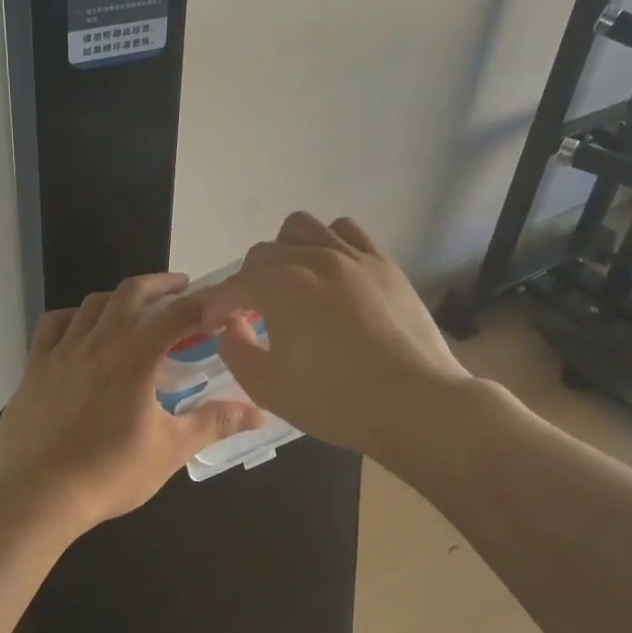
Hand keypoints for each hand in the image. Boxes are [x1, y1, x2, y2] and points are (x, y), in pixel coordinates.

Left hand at [0, 272, 265, 529]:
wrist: (42, 495)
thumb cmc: (112, 471)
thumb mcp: (172, 448)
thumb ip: (215, 423)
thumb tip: (259, 413)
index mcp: (136, 355)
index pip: (178, 313)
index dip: (203, 303)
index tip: (219, 304)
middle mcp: (99, 340)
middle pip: (132, 292)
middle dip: (160, 284)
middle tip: (181, 288)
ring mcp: (62, 350)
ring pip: (93, 303)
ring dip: (119, 298)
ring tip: (134, 308)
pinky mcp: (35, 365)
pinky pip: (53, 325)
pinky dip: (73, 317)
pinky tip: (81, 328)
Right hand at [194, 213, 476, 458]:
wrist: (417, 404)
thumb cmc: (338, 401)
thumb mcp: (270, 388)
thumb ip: (236, 352)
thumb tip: (229, 327)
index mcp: (281, 287)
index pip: (235, 285)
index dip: (217, 306)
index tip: (214, 326)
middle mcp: (313, 259)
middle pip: (264, 253)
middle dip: (247, 281)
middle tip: (251, 313)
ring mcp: (352, 257)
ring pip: (303, 227)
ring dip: (284, 250)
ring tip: (290, 281)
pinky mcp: (383, 263)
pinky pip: (347, 231)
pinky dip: (328, 242)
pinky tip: (331, 270)